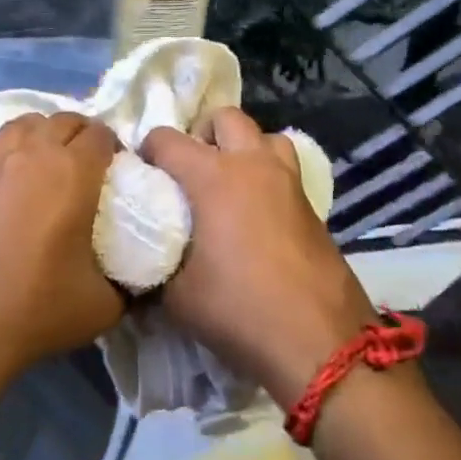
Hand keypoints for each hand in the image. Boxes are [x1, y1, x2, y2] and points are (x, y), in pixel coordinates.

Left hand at [0, 113, 123, 376]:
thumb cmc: (36, 311)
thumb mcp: (104, 305)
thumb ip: (127, 283)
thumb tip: (133, 278)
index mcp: (72, 174)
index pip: (101, 134)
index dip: (115, 147)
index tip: (118, 171)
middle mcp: (30, 157)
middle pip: (62, 121)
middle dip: (82, 134)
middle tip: (90, 164)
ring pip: (22, 125)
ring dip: (44, 133)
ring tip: (50, 160)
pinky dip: (11, 155)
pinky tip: (12, 188)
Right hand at [141, 109, 375, 407]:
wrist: (318, 341)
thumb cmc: (238, 309)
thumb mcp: (176, 295)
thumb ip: (155, 263)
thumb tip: (143, 258)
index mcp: (213, 176)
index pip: (167, 139)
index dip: (147, 152)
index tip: (142, 177)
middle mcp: (253, 165)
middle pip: (225, 118)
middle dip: (202, 135)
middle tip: (190, 172)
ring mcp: (289, 182)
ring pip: (265, 137)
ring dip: (244, 149)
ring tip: (229, 185)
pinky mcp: (313, 206)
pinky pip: (285, 171)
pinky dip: (267, 178)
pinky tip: (256, 217)